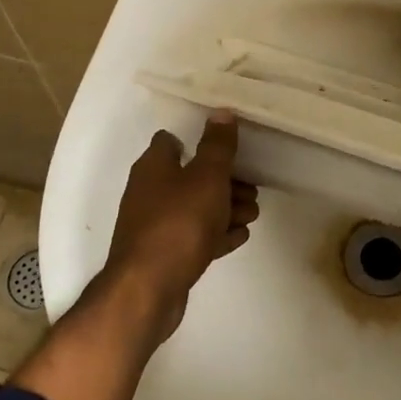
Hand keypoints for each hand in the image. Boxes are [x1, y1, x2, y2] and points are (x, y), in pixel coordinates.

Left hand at [103, 112, 258, 342]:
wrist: (149, 288)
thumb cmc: (179, 223)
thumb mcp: (206, 177)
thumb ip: (217, 146)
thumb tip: (221, 111)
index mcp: (154, 166)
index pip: (173, 140)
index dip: (202, 141)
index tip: (230, 149)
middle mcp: (149, 191)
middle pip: (191, 176)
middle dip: (225, 181)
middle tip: (251, 191)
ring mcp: (155, 225)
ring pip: (195, 208)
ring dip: (225, 209)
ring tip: (251, 215)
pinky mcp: (165, 254)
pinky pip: (194, 237)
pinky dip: (215, 235)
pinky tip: (237, 238)